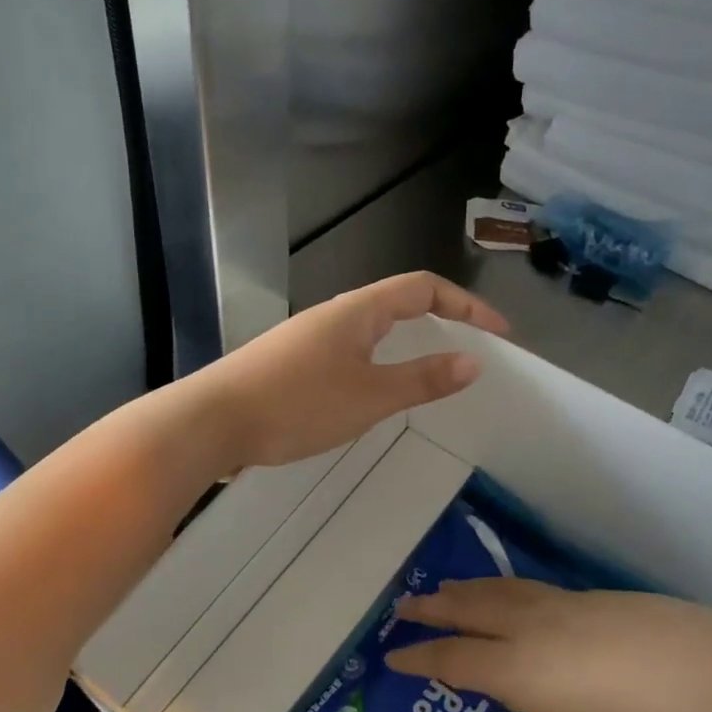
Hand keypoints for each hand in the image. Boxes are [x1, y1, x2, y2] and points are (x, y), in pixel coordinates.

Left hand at [199, 273, 508, 469]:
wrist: (212, 422)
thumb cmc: (296, 405)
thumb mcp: (369, 396)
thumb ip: (422, 380)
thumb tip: (473, 362)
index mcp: (357, 311)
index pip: (423, 289)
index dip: (466, 306)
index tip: (498, 334)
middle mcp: (333, 315)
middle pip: (397, 303)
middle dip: (440, 321)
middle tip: (468, 351)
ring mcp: (308, 339)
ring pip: (370, 330)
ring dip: (406, 344)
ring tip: (429, 373)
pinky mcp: (290, 364)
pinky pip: (348, 353)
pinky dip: (377, 364)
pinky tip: (373, 394)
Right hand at [387, 579, 711, 711]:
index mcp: (527, 672)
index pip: (456, 660)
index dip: (420, 658)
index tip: (391, 655)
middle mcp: (540, 628)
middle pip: (472, 610)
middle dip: (433, 608)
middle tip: (404, 606)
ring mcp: (576, 606)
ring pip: (505, 591)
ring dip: (469, 591)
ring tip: (448, 591)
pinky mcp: (607, 598)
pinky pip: (537, 590)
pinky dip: (508, 590)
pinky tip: (518, 601)